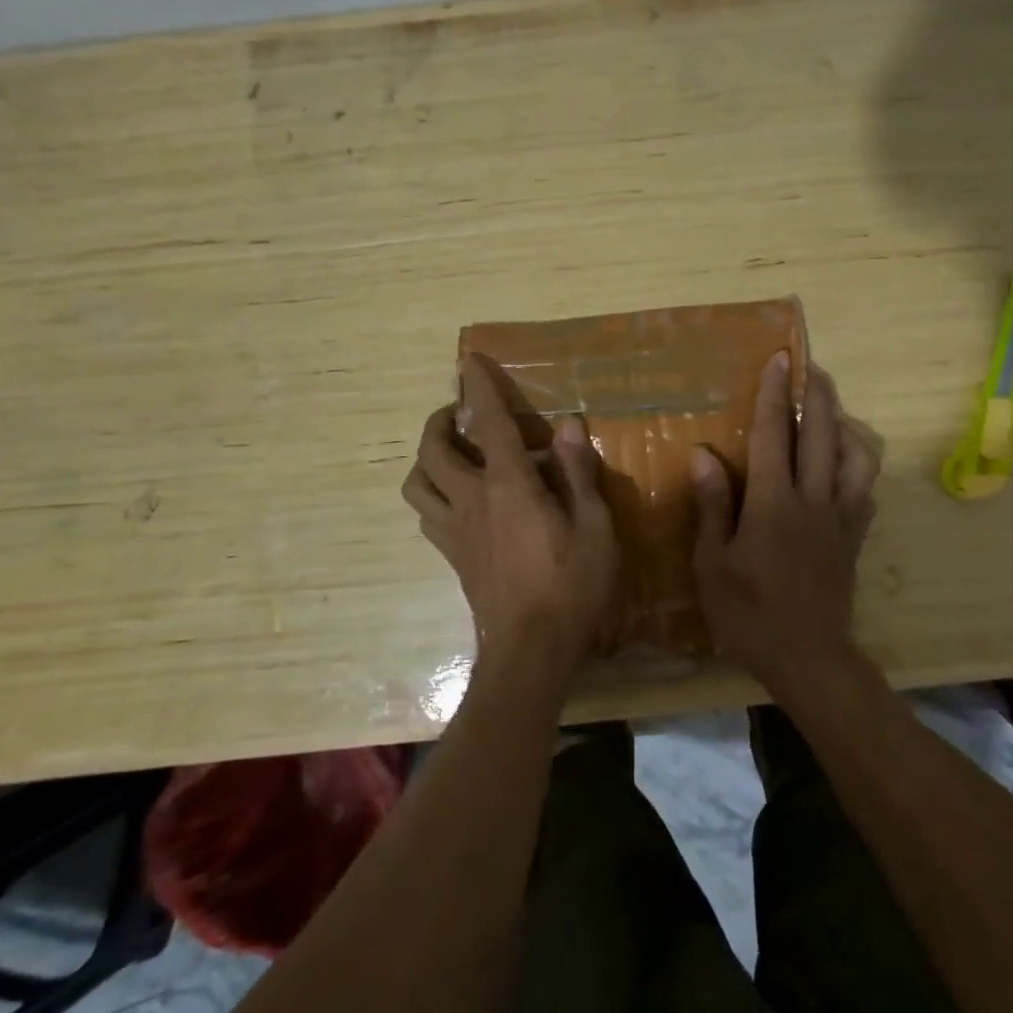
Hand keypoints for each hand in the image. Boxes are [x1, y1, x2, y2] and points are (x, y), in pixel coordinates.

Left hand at [402, 354, 620, 690]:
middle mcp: (472, 500)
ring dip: (428, 459)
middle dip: (440, 420)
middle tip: (460, 413)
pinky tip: (460, 501)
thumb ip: (579, 473)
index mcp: (509, 486)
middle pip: (433, 449)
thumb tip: (568, 426)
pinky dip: (434, 495)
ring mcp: (455, 531)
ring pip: (417, 483)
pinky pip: (427, 514)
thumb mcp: (595, 526)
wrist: (531, 651)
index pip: (488, 423)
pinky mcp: (453, 557)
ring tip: (453, 454)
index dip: (479, 387)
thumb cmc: (572, 586)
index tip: (469, 361)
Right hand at [691, 353, 880, 698]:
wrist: (808, 658)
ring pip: (857, 456)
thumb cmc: (749, 615)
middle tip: (811, 365)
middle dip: (817, 393)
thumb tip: (703, 454)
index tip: (780, 358)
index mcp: (774, 504)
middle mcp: (814, 500)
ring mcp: (841, 518)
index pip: (776, 435)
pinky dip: (860, 463)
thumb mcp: (713, 565)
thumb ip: (712, 506)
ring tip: (831, 409)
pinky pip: (866, 488)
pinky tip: (846, 461)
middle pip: (823, 434)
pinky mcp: (855, 537)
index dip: (776, 394)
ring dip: (845, 423)